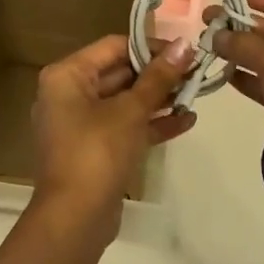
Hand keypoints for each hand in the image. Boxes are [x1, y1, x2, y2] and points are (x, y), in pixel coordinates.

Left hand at [30, 33, 198, 240]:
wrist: (75, 218)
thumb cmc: (97, 151)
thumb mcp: (132, 110)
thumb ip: (159, 77)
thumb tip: (186, 45)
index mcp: (67, 75)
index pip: (113, 46)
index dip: (150, 47)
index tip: (185, 51)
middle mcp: (68, 94)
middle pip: (119, 73)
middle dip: (158, 74)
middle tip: (196, 71)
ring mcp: (80, 124)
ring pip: (124, 101)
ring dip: (158, 98)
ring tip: (196, 94)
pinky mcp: (94, 149)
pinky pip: (124, 126)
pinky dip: (150, 123)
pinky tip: (186, 121)